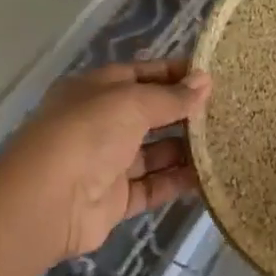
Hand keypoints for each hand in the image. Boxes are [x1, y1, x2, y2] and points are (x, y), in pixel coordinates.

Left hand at [0, 60, 210, 265]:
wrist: (47, 202)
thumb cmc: (88, 133)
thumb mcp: (132, 102)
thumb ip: (171, 96)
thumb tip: (205, 81)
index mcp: (97, 90)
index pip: (143, 74)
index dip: (176, 74)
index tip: (214, 77)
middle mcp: (101, 123)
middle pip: (150, 113)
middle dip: (185, 112)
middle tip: (228, 111)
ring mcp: (107, 163)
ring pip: (154, 152)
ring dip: (185, 148)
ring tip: (226, 142)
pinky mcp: (115, 200)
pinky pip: (153, 186)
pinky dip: (178, 181)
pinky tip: (209, 176)